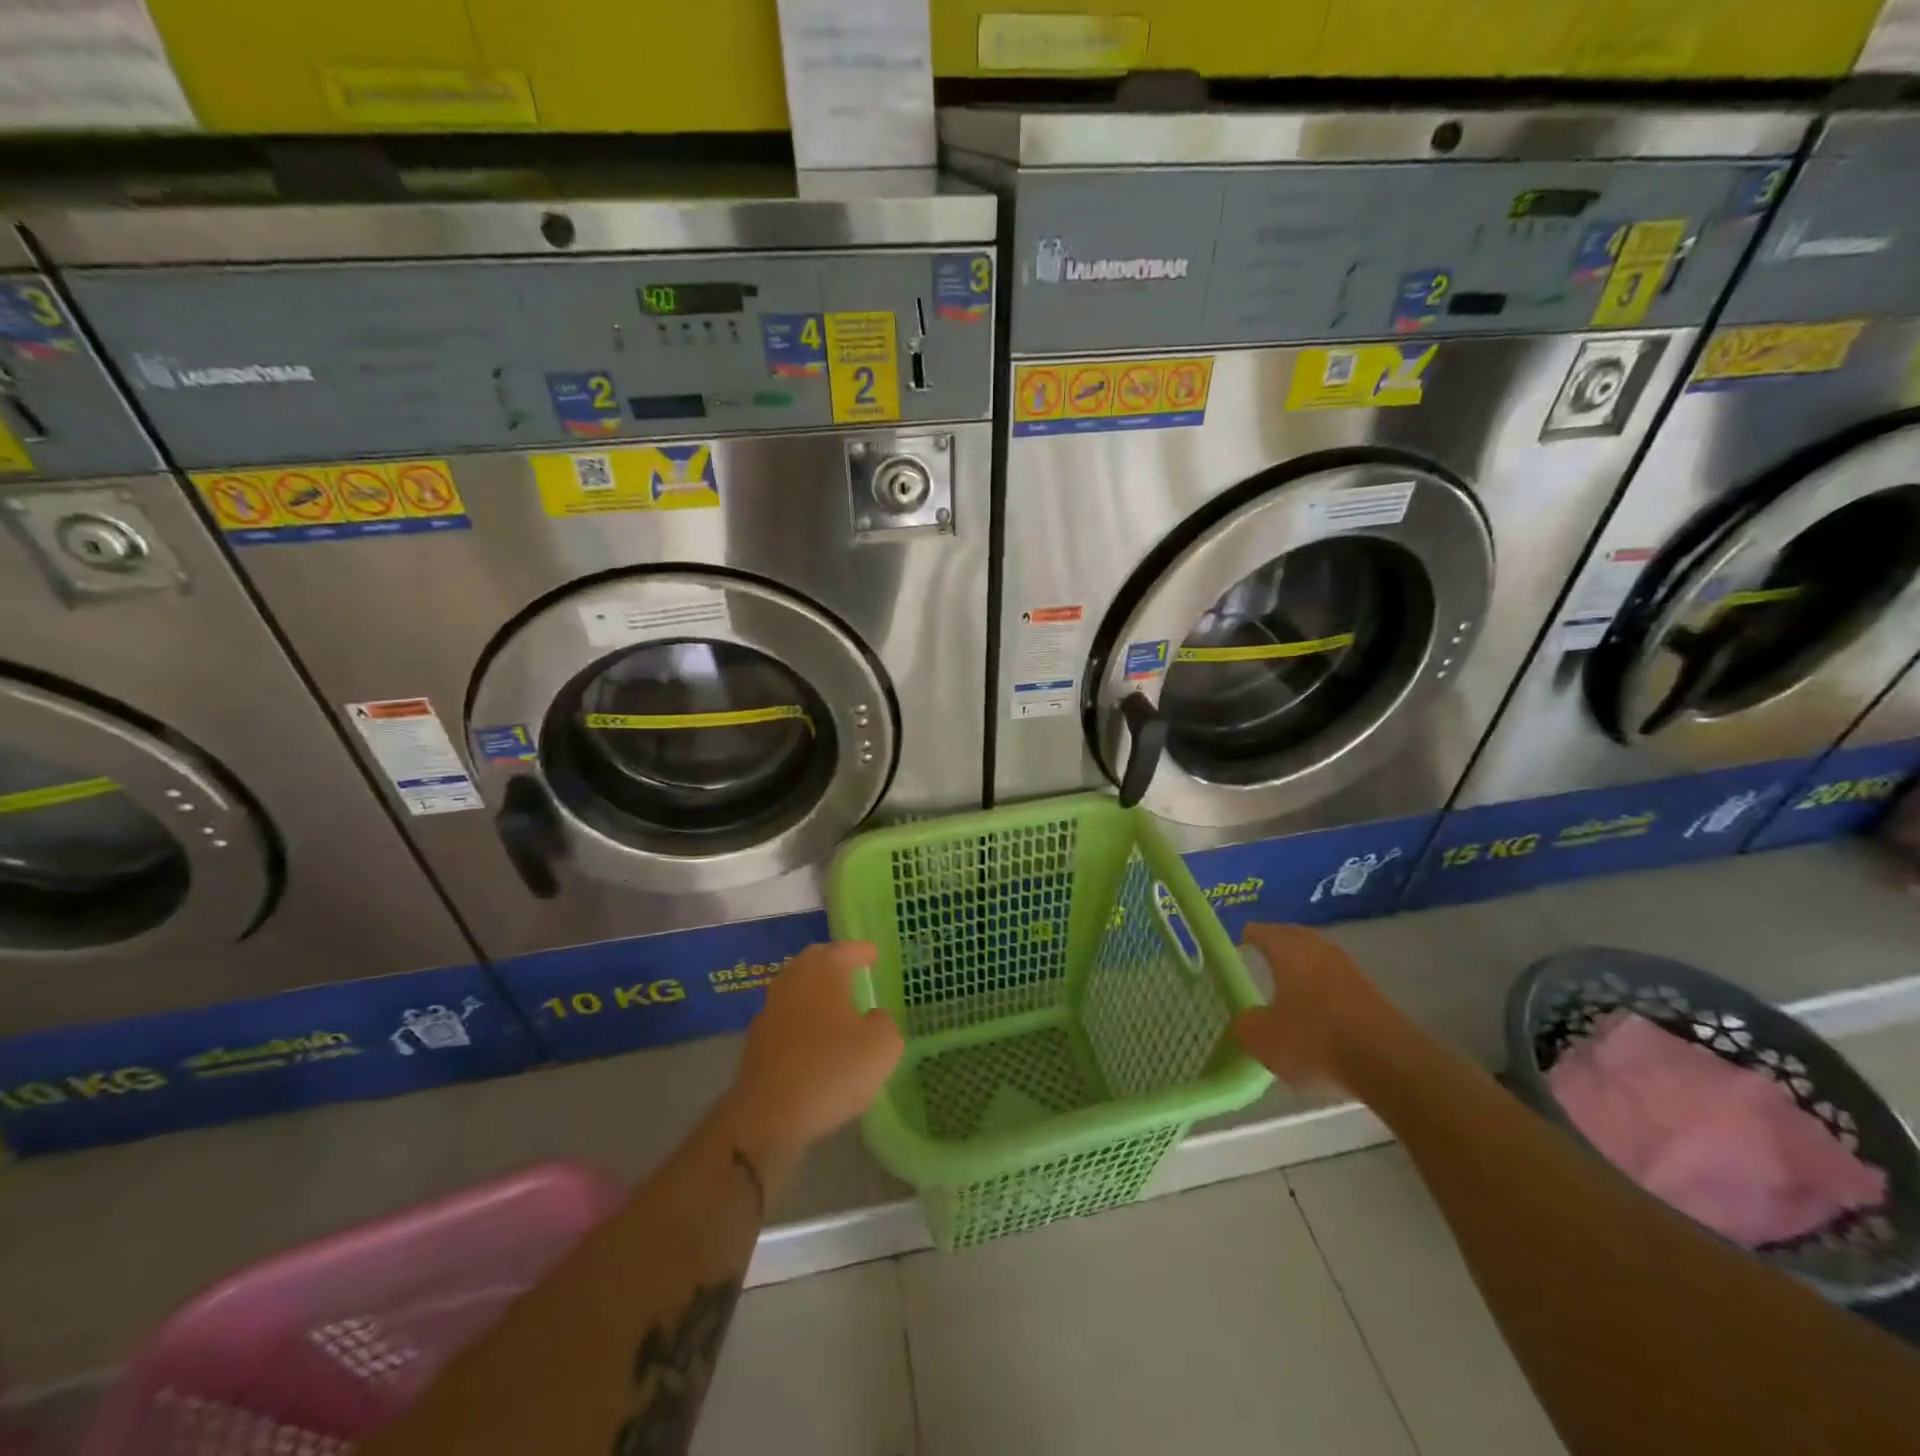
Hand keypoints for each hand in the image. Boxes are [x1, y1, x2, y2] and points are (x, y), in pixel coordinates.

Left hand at [721, 941, 904, 1173]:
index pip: (845, 949)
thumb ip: (884, 1023)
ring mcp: (770, 1010)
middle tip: (852, 970)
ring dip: (814, 991)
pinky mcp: (757, 1041)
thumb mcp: (882, 1047)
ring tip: (834, 1005)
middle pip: (814, 960)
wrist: (768, 1116)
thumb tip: (873, 1018)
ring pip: (796, 988)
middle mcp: (793, 981)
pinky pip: (785, 1017)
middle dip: (833, 962)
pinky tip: (812, 1038)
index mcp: (824, 971)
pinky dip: (800, 1019)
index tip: (874, 955)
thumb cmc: (831, 1070)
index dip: (862, 951)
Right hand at [1231, 923, 1399, 1090]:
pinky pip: (1336, 979)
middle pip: (1293, 936)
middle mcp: (1318, 950)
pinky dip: (1322, 986)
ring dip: (1303, 963)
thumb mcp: (1263, 1039)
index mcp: (1287, 951)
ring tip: (1288, 979)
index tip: (1238, 941)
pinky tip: (1316, 1004)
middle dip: (1278, 941)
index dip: (1248, 935)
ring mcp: (1349, 970)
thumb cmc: (1314, 1040)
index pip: (1262, 932)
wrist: (1388, 1062)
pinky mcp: (1371, 994)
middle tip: (1262, 951)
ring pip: (1318, 956)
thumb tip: (1244, 1019)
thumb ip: (1246, 1024)